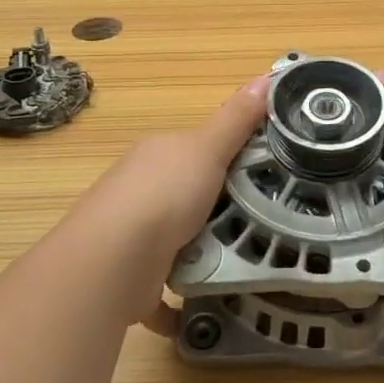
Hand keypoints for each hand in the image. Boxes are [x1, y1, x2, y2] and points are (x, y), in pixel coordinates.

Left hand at [47, 77, 268, 331]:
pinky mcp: (134, 279)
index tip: (269, 172)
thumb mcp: (207, 149)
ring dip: (202, 252)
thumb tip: (266, 75)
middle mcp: (141, 191)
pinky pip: (162, 290)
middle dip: (220, 208)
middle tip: (268, 221)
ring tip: (248, 262)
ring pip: (176, 241)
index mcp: (158, 156)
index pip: (198, 149)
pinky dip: (181, 301)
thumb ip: (236, 119)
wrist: (114, 261)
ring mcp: (133, 236)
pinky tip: (207, 307)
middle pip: (188, 195)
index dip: (231, 156)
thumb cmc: (164, 195)